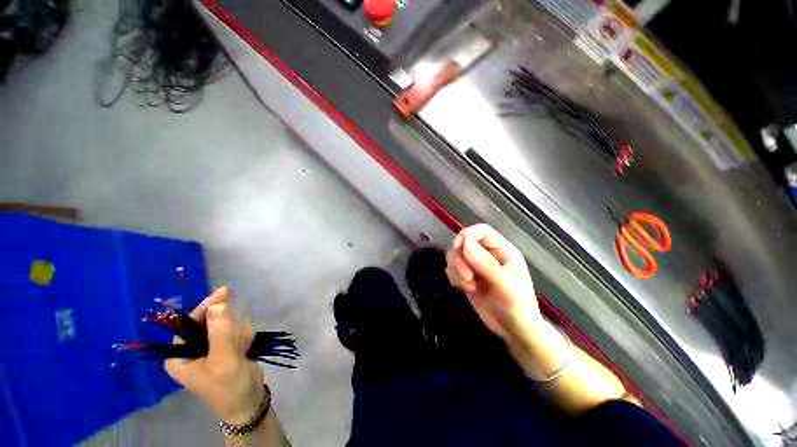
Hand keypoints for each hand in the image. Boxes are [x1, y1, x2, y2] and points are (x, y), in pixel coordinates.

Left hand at [164, 287, 265, 424]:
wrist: (249, 401)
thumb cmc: (230, 387)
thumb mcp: (225, 361)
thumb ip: (220, 333)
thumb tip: (218, 303)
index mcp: (179, 356)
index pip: (189, 323)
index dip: (206, 308)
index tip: (224, 292)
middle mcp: (191, 350)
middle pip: (212, 322)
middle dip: (229, 329)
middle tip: (237, 344)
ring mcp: (210, 347)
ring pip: (228, 324)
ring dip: (239, 334)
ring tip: (242, 351)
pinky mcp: (225, 347)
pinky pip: (237, 330)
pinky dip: (244, 337)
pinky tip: (246, 349)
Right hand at [445, 224, 543, 347]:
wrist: (515, 332)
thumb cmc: (518, 308)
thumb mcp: (506, 287)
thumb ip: (486, 265)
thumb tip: (464, 244)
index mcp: (502, 250)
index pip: (481, 231)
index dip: (467, 235)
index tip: (460, 250)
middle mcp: (487, 254)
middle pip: (463, 242)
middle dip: (459, 258)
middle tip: (467, 278)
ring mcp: (475, 265)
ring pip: (454, 255)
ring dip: (456, 270)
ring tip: (469, 286)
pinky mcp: (467, 276)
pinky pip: (452, 269)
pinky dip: (454, 277)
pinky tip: (465, 289)